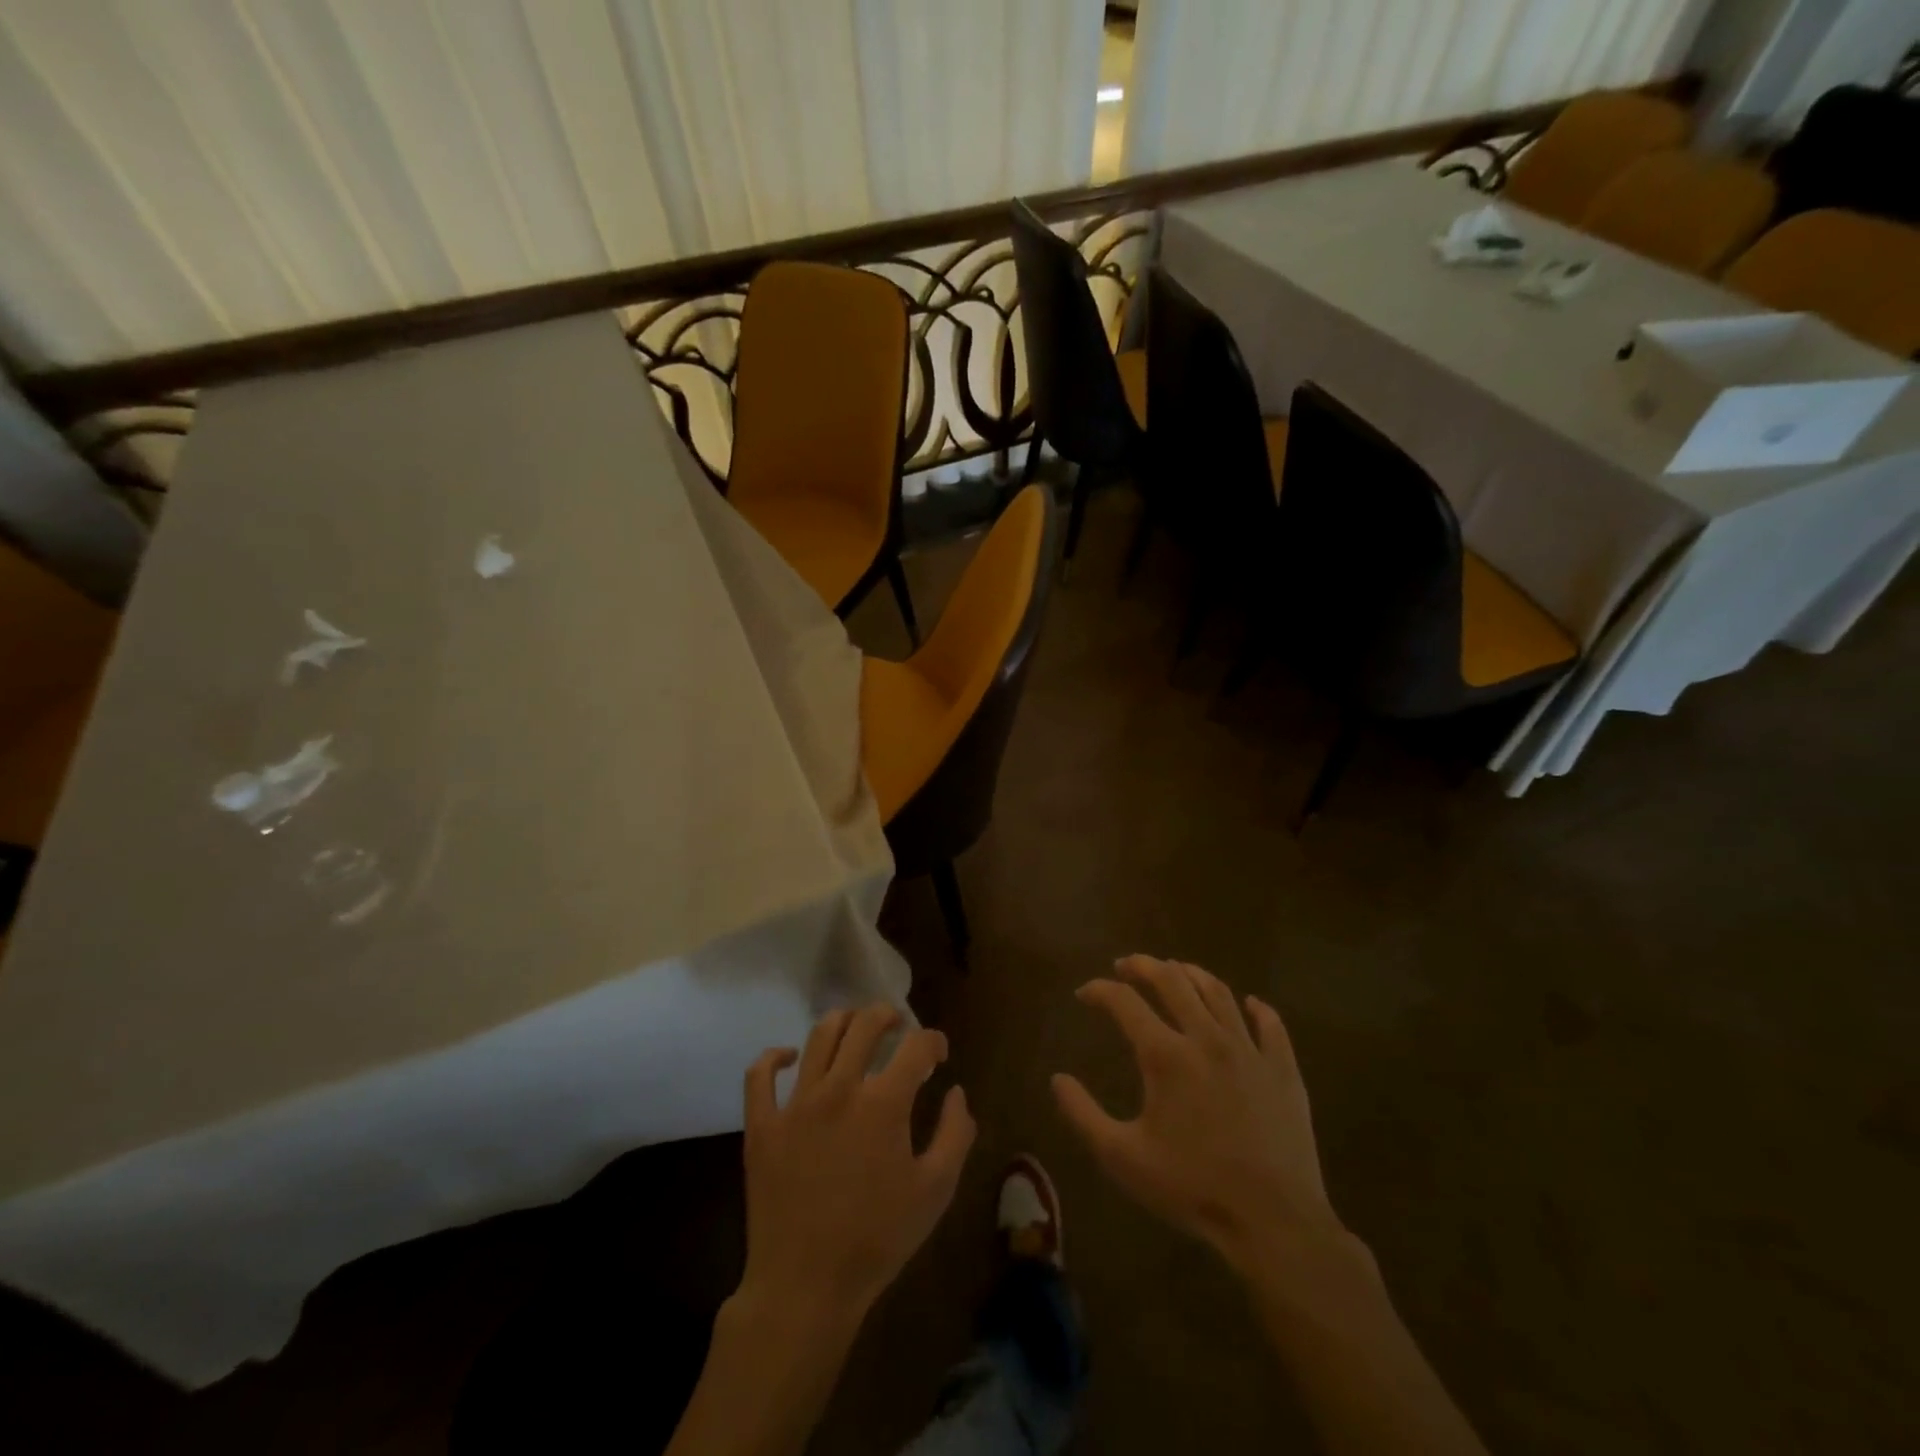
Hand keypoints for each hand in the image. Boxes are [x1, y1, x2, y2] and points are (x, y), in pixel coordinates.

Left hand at [739, 1005, 975, 1327]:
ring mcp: (795, 1103)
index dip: (933, 1041)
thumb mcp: (935, 1191)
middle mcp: (839, 1088)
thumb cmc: (877, 1239)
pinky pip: (760, 1075)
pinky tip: (788, 1057)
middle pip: (864, 1025)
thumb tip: (956, 1093)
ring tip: (854, 1028)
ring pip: (818, 1036)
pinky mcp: (762, 1125)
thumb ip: (955, 1134)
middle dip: (887, 1015)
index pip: (916, 1046)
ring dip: (842, 1022)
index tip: (938, 1054)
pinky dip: (773, 1057)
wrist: (805, 1287)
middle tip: (897, 1024)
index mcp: (884, 1103)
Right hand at [1052, 956, 1345, 1276]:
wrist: (1274, 1222)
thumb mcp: (1122, 1157)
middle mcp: (1206, 1038)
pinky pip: (1270, 1024)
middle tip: (1126, 965)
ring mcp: (1249, 1051)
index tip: (1084, 994)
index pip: (1123, 1001)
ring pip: (1218, 992)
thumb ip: (1083, 1114)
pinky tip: (1249, 1003)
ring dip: (1191, 974)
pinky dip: (1256, 1008)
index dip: (1099, 990)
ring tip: (1176, 970)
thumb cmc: (1192, 1188)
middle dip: (1143, 966)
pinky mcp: (1283, 1070)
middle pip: (1172, 980)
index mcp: (1165, 1055)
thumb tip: (1057, 1079)